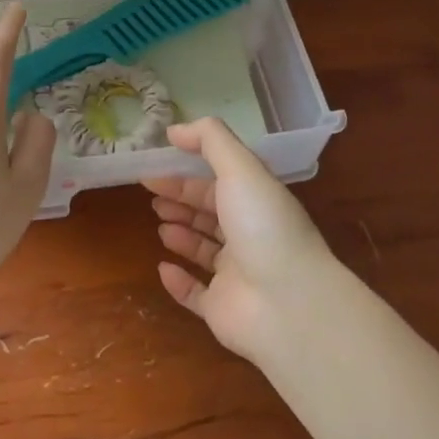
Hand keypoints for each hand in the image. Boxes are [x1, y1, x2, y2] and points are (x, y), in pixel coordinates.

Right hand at [142, 118, 339, 362]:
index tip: (155, 165)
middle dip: (181, 200)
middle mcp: (249, 234)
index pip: (219, 180)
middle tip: (151, 195)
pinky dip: (179, 281)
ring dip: (181, 234)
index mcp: (257, 200)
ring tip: (160, 225)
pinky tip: (163, 268)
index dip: (187, 172)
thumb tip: (174, 129)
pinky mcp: (222, 309)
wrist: (288, 304)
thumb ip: (209, 140)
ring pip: (204, 250)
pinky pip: (196, 293)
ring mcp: (237, 274)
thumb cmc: (263, 226)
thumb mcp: (240, 168)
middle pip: (210, 212)